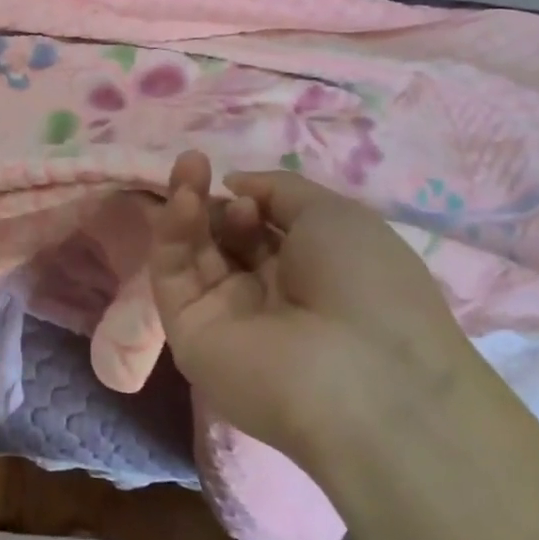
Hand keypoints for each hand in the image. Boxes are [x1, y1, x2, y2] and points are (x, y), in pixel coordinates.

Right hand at [148, 151, 477, 473]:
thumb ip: (277, 190)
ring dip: (186, 205)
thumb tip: (233, 185)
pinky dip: (173, 233)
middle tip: (197, 163)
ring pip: (192, 252)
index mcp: (309, 272)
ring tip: (187, 166)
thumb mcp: (333, 214)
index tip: (244, 186)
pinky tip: (184, 200)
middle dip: (210, 197)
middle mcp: (265, 294)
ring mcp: (225, 316)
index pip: (260, 229)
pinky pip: (174, 276)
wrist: (364, 376)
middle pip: (221, 237)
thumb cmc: (365, 285)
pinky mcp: (189, 334)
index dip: (249, 200)